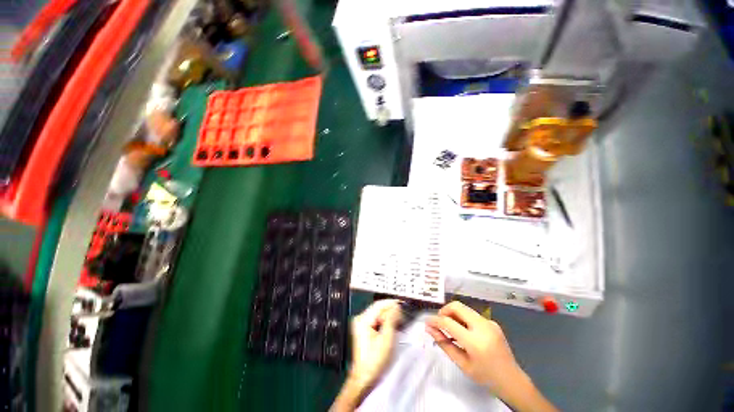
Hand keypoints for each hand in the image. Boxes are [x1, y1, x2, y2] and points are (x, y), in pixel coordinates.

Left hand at [348, 299, 401, 389]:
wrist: (364, 378)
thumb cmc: (375, 359)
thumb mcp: (386, 337)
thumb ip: (391, 319)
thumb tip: (396, 306)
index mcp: (363, 319)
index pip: (379, 304)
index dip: (391, 303)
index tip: (402, 303)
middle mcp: (360, 318)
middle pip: (378, 309)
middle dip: (390, 311)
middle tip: (402, 315)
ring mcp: (361, 325)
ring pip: (378, 315)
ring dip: (388, 317)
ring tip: (399, 321)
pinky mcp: (364, 331)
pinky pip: (376, 321)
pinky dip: (385, 322)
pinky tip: (392, 326)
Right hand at [426, 301, 556, 411]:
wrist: (512, 380)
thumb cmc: (486, 377)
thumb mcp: (462, 364)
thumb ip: (445, 344)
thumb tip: (430, 329)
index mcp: (475, 341)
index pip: (449, 322)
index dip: (435, 320)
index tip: (427, 322)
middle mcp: (483, 327)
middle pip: (457, 306)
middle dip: (444, 311)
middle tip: (439, 322)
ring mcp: (489, 322)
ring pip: (464, 308)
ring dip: (453, 314)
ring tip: (450, 327)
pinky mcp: (492, 322)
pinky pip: (472, 314)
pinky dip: (462, 318)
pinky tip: (463, 331)